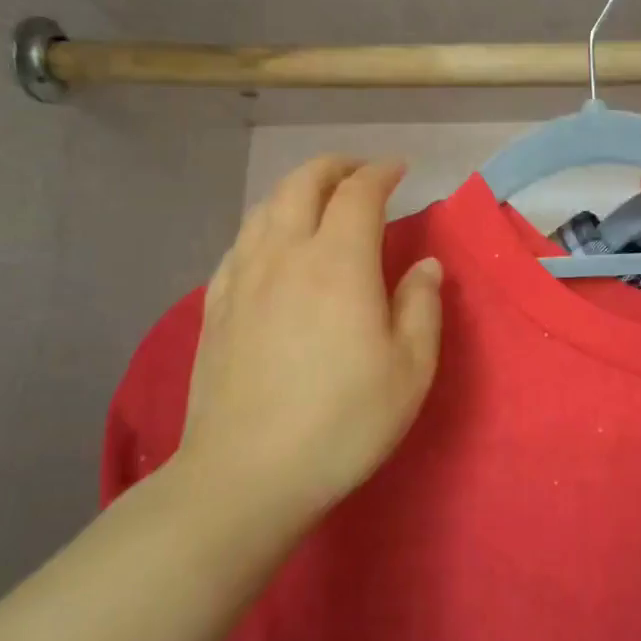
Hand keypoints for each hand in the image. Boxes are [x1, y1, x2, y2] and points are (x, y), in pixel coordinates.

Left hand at [168, 156, 443, 532]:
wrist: (246, 474)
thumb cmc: (342, 423)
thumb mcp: (409, 370)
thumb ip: (422, 307)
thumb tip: (425, 266)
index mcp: (338, 263)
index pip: (358, 193)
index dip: (381, 172)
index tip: (400, 170)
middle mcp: (285, 254)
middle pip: (303, 184)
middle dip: (335, 167)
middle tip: (361, 173)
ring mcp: (242, 277)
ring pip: (266, 208)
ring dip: (297, 189)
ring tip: (319, 199)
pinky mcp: (215, 305)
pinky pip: (240, 242)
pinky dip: (265, 225)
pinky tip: (272, 245)